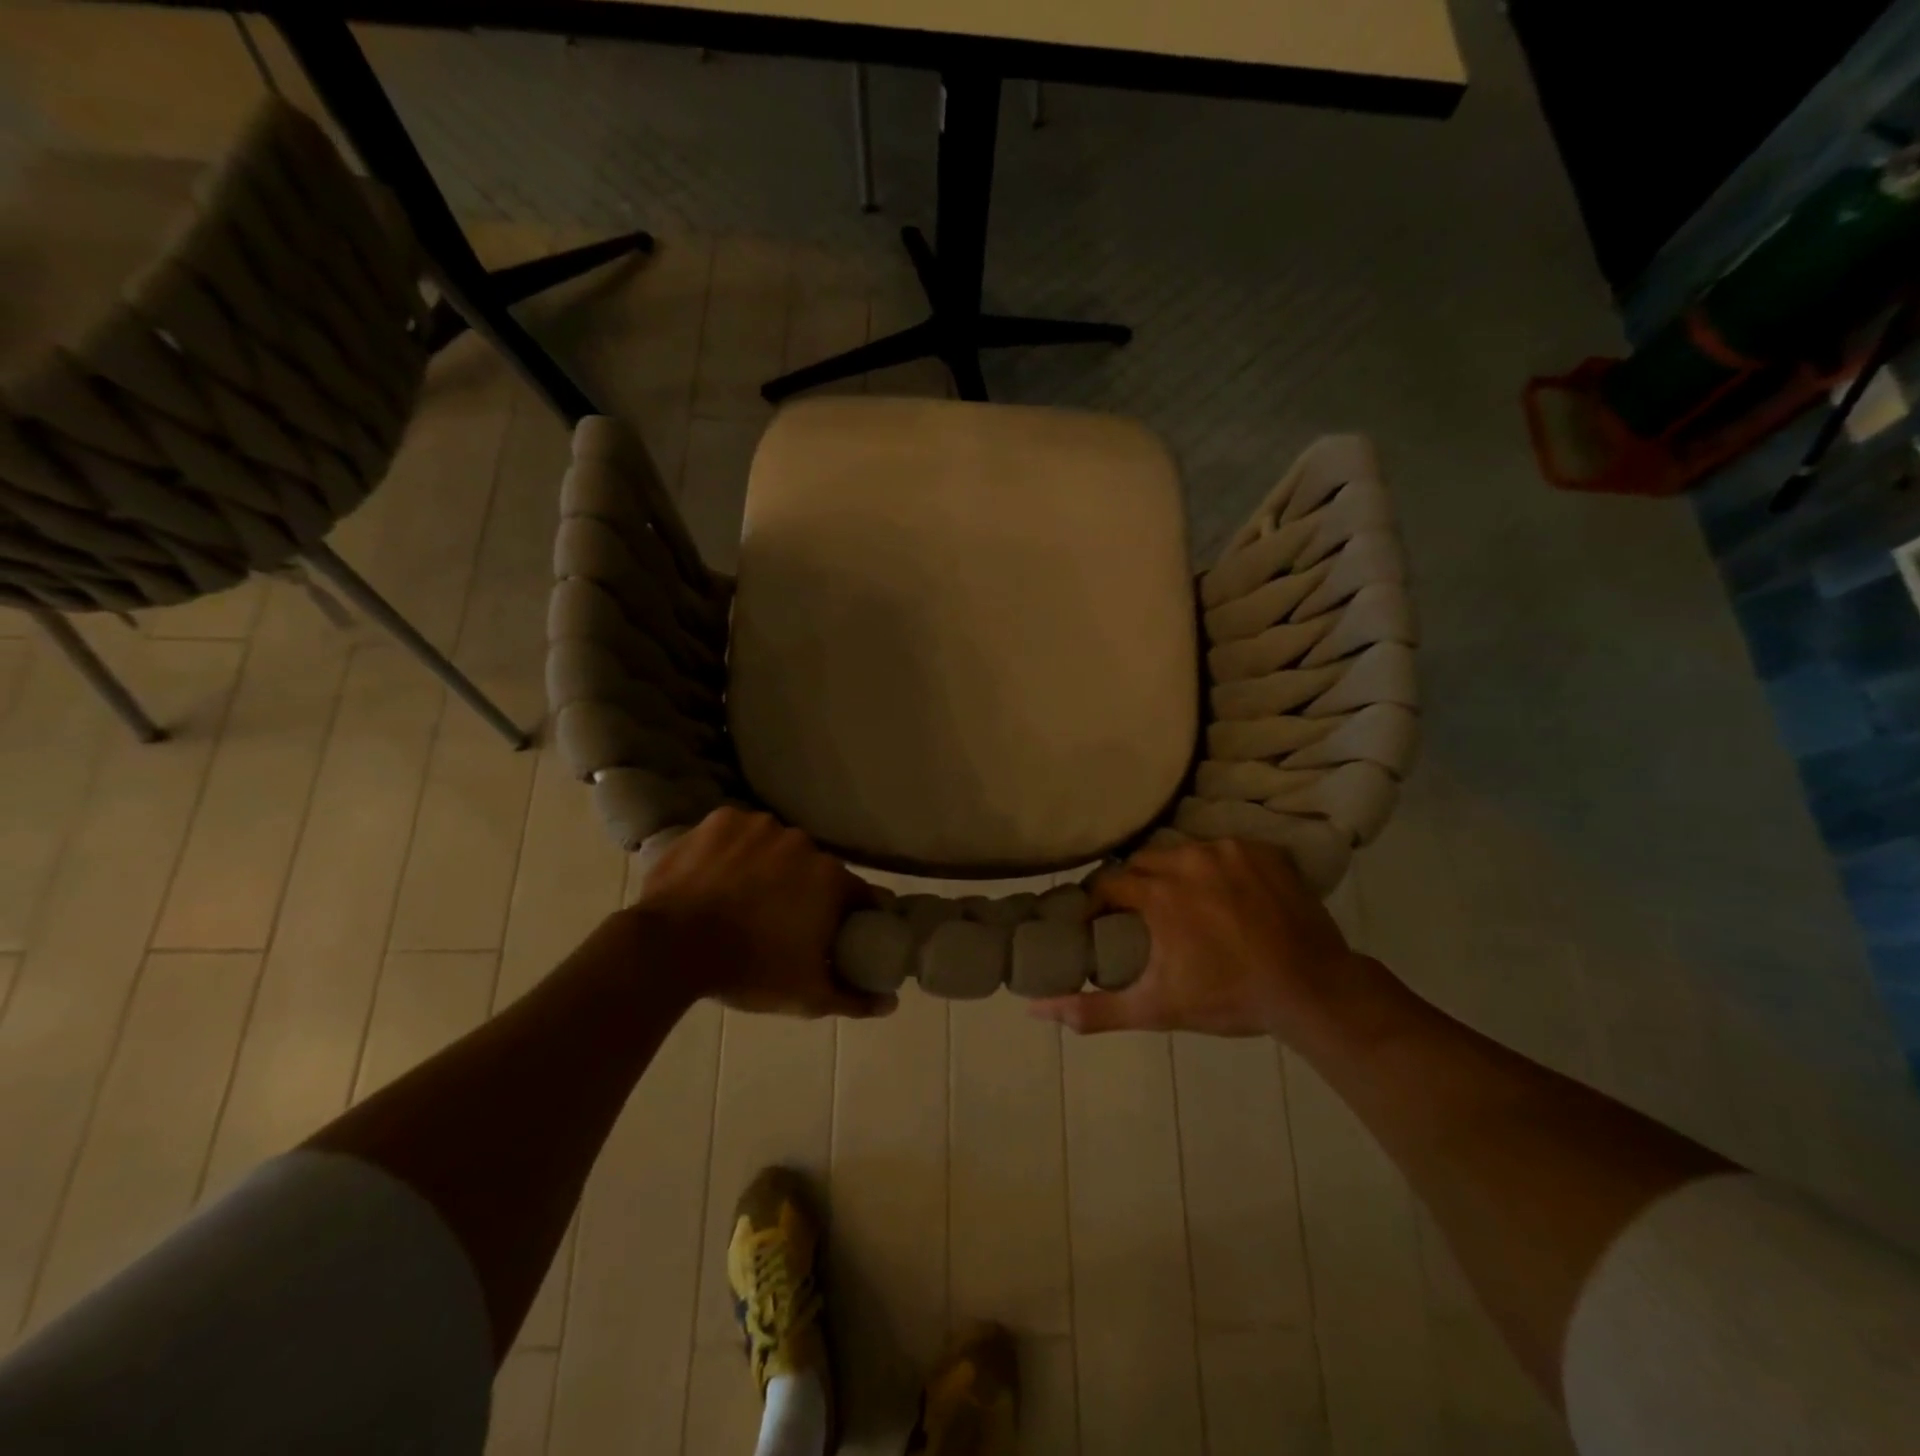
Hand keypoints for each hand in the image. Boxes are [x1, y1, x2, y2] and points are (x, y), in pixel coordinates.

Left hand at [627, 808, 893, 1019]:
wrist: (670, 947)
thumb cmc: (748, 970)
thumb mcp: (806, 995)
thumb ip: (853, 998)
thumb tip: (891, 1002)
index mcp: (831, 879)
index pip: (857, 893)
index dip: (850, 913)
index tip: (835, 929)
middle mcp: (803, 842)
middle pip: (814, 867)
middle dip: (804, 889)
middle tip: (780, 920)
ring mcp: (760, 826)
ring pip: (775, 846)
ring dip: (768, 866)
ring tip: (742, 897)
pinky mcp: (721, 819)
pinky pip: (738, 832)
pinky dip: (733, 849)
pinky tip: (718, 873)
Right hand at [1028, 838, 1379, 1041]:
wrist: (1313, 990)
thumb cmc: (1229, 998)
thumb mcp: (1156, 1009)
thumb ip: (1094, 1009)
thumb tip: (1036, 1009)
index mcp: (1158, 893)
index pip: (1107, 883)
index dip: (1099, 902)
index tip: (1102, 923)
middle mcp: (1187, 859)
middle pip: (1143, 863)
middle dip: (1137, 887)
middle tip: (1144, 917)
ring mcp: (1229, 850)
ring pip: (1183, 853)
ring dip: (1176, 874)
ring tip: (1187, 906)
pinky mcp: (1262, 850)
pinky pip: (1223, 851)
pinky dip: (1217, 869)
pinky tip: (1228, 897)